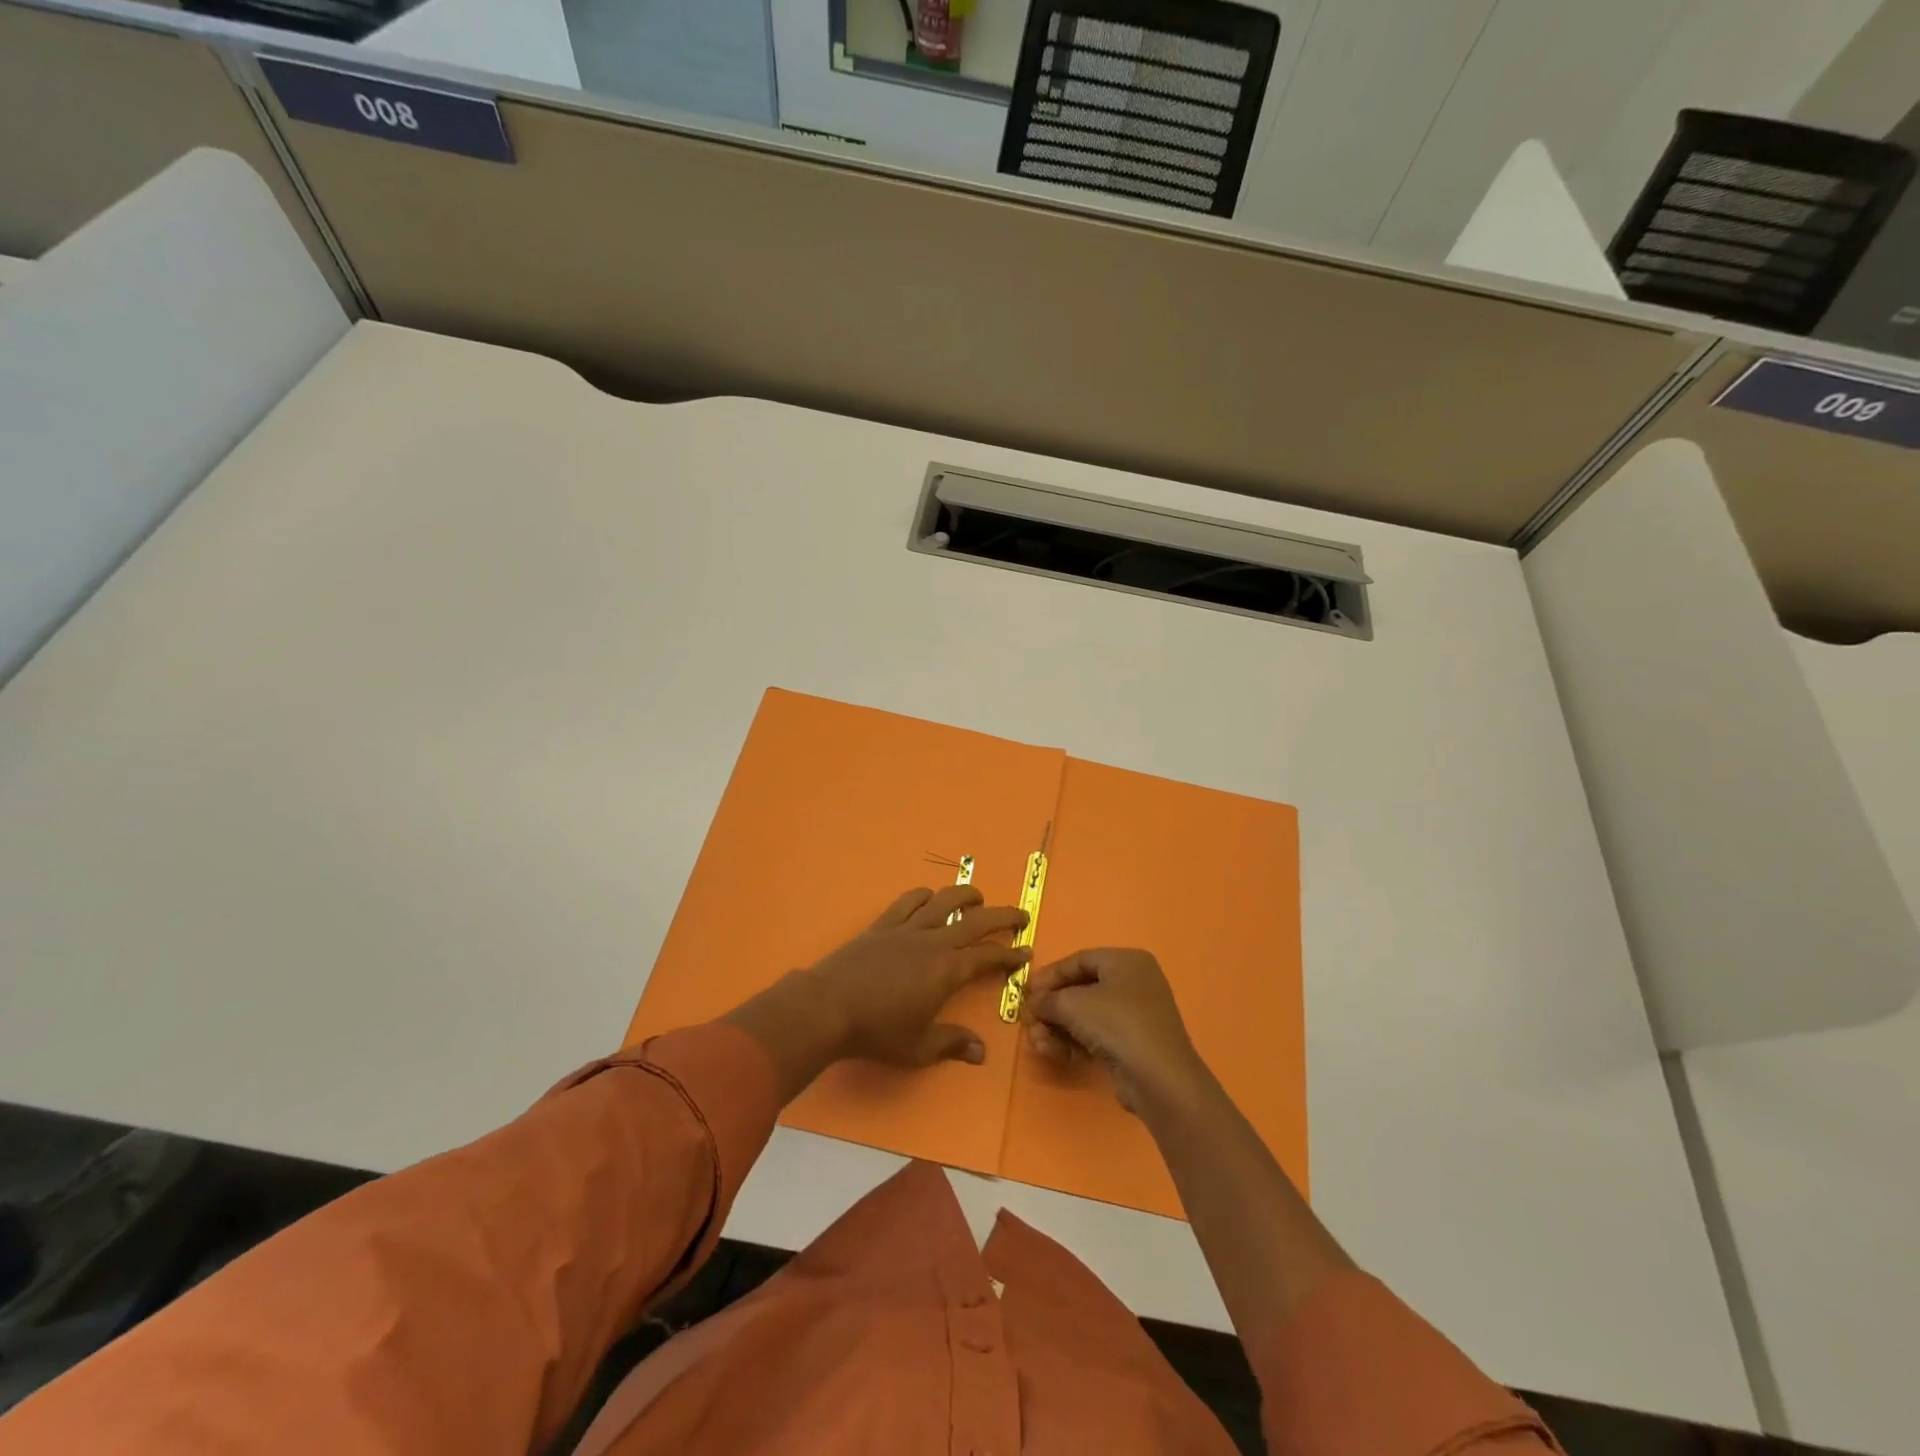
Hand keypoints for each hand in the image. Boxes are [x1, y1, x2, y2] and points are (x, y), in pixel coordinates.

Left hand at [804, 885, 1029, 1066]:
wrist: (827, 1007)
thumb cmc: (877, 1031)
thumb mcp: (918, 1048)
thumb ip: (952, 1044)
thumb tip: (982, 1052)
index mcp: (947, 971)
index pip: (988, 957)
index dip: (1010, 954)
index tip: (1026, 952)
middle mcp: (933, 942)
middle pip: (976, 920)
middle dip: (1003, 916)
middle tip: (1021, 915)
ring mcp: (907, 928)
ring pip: (944, 901)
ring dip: (966, 895)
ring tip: (979, 897)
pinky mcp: (883, 924)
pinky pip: (908, 901)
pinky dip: (924, 895)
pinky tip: (929, 898)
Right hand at [1023, 949, 1208, 1114]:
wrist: (1159, 1078)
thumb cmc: (1117, 1023)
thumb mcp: (1073, 1004)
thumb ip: (1048, 999)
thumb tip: (1033, 1003)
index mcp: (1126, 961)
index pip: (1079, 960)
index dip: (1050, 974)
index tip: (1026, 990)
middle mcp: (1134, 983)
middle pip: (1081, 989)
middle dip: (1051, 1006)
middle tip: (1029, 1019)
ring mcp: (1135, 1015)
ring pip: (1086, 1016)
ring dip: (1057, 1028)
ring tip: (1036, 1041)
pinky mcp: (1132, 1045)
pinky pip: (1096, 1036)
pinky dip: (1073, 1042)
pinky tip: (1051, 1052)